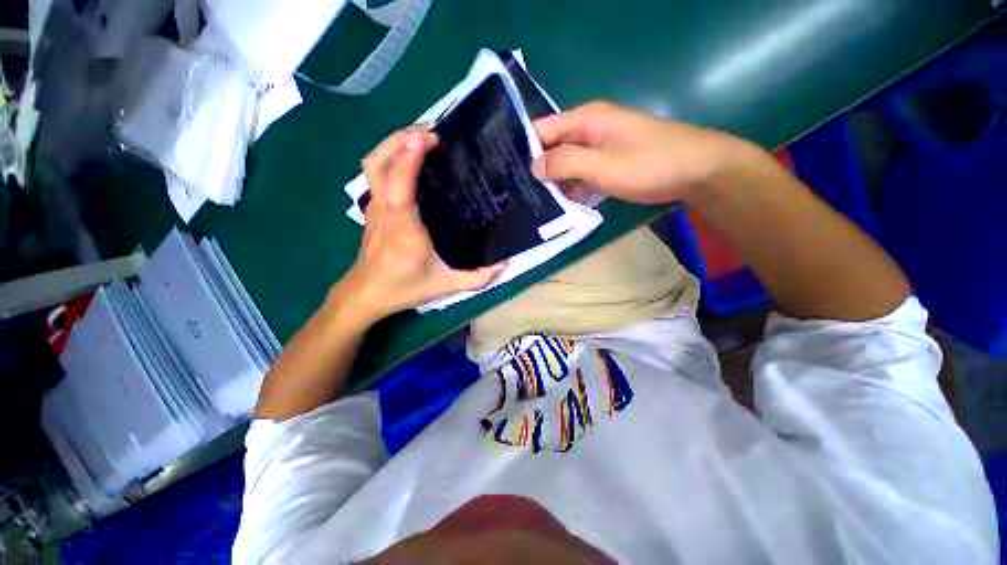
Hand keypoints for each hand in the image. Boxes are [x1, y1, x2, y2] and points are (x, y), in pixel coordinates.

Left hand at [337, 128, 502, 323]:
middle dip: (400, 139)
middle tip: (432, 132)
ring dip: (393, 144)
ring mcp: (375, 207)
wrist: (367, 293)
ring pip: (372, 164)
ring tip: (421, 138)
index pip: (399, 184)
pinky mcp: (373, 209)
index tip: (429, 138)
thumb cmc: (405, 287)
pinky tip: (410, 160)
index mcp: (403, 227)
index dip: (409, 157)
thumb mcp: (447, 285)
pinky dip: (390, 158)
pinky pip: (376, 174)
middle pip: (378, 163)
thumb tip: (505, 265)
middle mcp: (385, 210)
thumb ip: (478, 277)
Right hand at [531, 101, 756, 203]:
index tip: (510, 175)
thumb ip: (566, 162)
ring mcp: (599, 149)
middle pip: (552, 148)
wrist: (696, 171)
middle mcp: (588, 130)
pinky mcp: (607, 165)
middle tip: (521, 196)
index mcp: (585, 120)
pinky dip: (572, 188)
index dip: (525, 150)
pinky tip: (563, 205)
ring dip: (554, 183)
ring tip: (536, 205)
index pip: (541, 129)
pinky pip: (581, 175)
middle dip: (538, 170)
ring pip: (565, 164)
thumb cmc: (650, 164)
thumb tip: (534, 165)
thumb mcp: (603, 164)